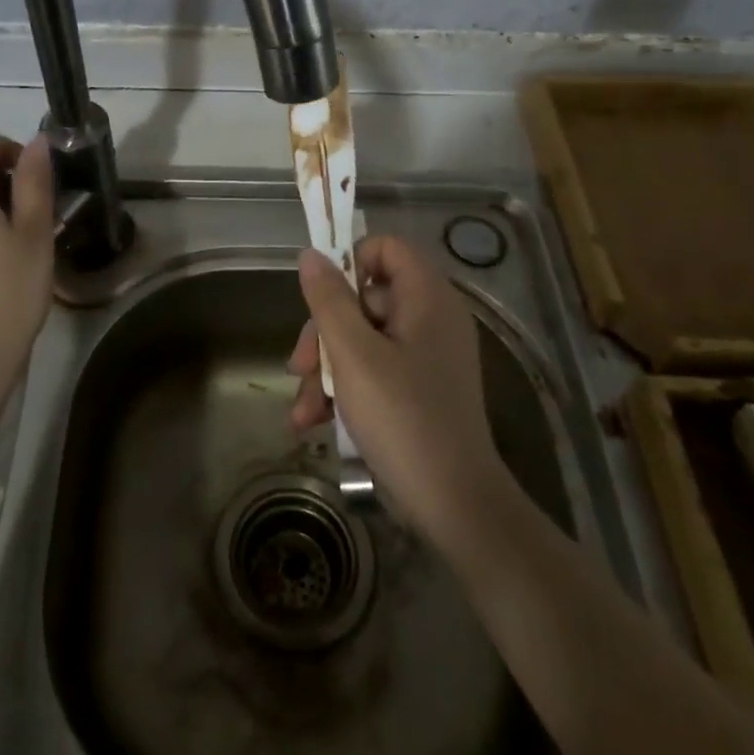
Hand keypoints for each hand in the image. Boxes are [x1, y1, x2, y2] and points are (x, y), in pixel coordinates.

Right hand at [289, 237, 511, 545]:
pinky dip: (345, 389)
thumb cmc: (403, 418)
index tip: (319, 298)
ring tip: (302, 411)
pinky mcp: (420, 388)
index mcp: (427, 297)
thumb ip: (329, 300)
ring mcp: (427, 355)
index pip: (386, 248)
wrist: (455, 506)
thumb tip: (310, 255)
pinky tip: (314, 422)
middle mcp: (431, 317)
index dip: (348, 262)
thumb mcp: (353, 356)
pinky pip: (375, 369)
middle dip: (324, 333)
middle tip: (298, 367)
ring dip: (325, 370)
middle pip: (365, 298)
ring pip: (363, 338)